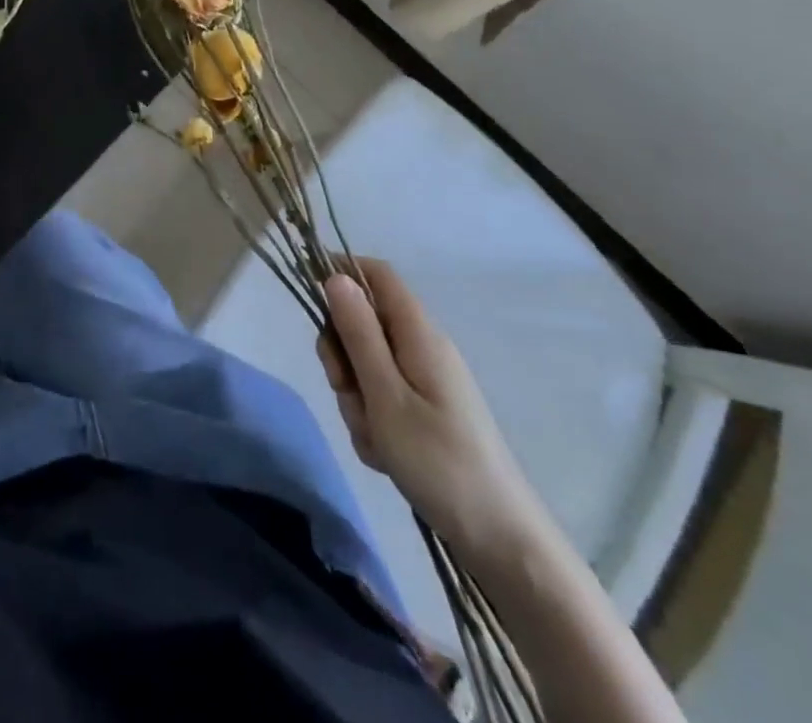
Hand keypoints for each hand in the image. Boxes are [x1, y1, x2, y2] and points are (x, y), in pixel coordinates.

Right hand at [318, 259, 548, 563]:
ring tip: (375, 437)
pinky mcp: (426, 411)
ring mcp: (426, 380)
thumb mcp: (386, 396)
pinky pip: (382, 398)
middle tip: (346, 392)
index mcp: (419, 333)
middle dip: (343, 356)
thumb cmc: (440, 461)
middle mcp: (422, 347)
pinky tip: (385, 455)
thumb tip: (337, 277)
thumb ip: (359, 334)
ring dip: (356, 397)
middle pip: (363, 323)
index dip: (341, 272)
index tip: (310, 298)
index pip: (377, 274)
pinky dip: (373, 421)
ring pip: (366, 366)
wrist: (501, 540)